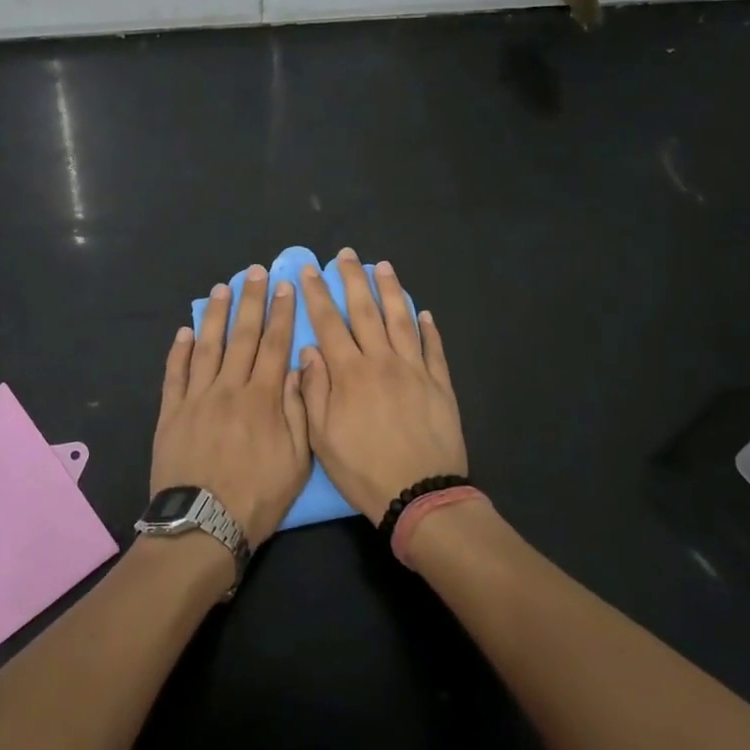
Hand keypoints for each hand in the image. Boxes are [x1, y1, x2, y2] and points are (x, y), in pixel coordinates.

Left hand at [152, 267, 310, 547]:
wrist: (202, 526)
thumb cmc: (257, 498)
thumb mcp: (297, 460)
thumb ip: (298, 410)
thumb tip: (299, 367)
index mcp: (263, 399)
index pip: (275, 345)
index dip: (282, 313)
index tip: (286, 286)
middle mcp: (229, 388)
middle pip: (242, 336)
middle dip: (251, 300)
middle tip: (255, 272)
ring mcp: (196, 398)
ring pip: (207, 346)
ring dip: (216, 315)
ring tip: (222, 288)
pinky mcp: (171, 413)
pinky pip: (174, 373)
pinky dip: (179, 350)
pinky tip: (185, 331)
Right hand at [299, 250, 467, 524]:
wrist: (421, 495)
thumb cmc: (364, 470)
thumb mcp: (323, 438)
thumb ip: (314, 390)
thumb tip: (310, 351)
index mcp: (350, 373)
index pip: (328, 324)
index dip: (317, 295)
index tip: (309, 271)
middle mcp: (382, 361)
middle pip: (365, 311)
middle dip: (353, 280)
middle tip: (347, 255)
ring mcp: (415, 369)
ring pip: (401, 320)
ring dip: (391, 291)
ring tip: (383, 267)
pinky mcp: (440, 383)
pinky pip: (433, 348)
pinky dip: (428, 328)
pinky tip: (424, 313)